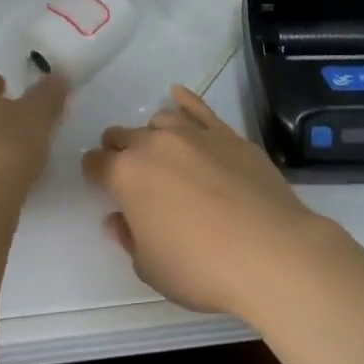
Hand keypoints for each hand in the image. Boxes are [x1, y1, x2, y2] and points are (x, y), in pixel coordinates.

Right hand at [82, 85, 341, 316]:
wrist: (269, 252)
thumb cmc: (200, 267)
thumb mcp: (150, 267)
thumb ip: (129, 237)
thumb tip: (118, 218)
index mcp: (126, 175)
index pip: (95, 163)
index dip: (93, 173)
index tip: (98, 183)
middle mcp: (155, 144)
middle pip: (124, 136)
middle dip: (119, 150)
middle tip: (128, 172)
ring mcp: (194, 134)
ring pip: (161, 120)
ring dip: (152, 134)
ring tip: (160, 152)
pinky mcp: (229, 135)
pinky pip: (199, 108)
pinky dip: (185, 101)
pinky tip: (179, 96)